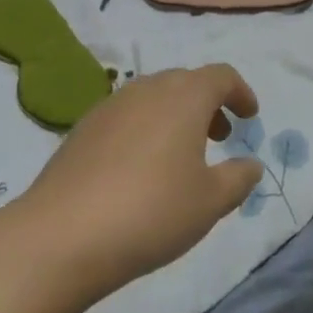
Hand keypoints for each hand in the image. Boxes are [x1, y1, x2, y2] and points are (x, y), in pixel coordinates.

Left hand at [9, 65, 264, 305]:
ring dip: (176, 116)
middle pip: (187, 82)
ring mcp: (112, 105)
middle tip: (220, 138)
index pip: (221, 76)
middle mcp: (149, 88)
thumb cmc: (150, 212)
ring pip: (155, 97)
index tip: (250, 116)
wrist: (60, 236)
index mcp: (185, 95)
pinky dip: (146, 129)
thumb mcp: (209, 202)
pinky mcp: (84, 128)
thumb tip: (251, 164)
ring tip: (181, 156)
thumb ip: (238, 179)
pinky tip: (140, 170)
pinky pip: (128, 116)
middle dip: (208, 105)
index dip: (241, 93)